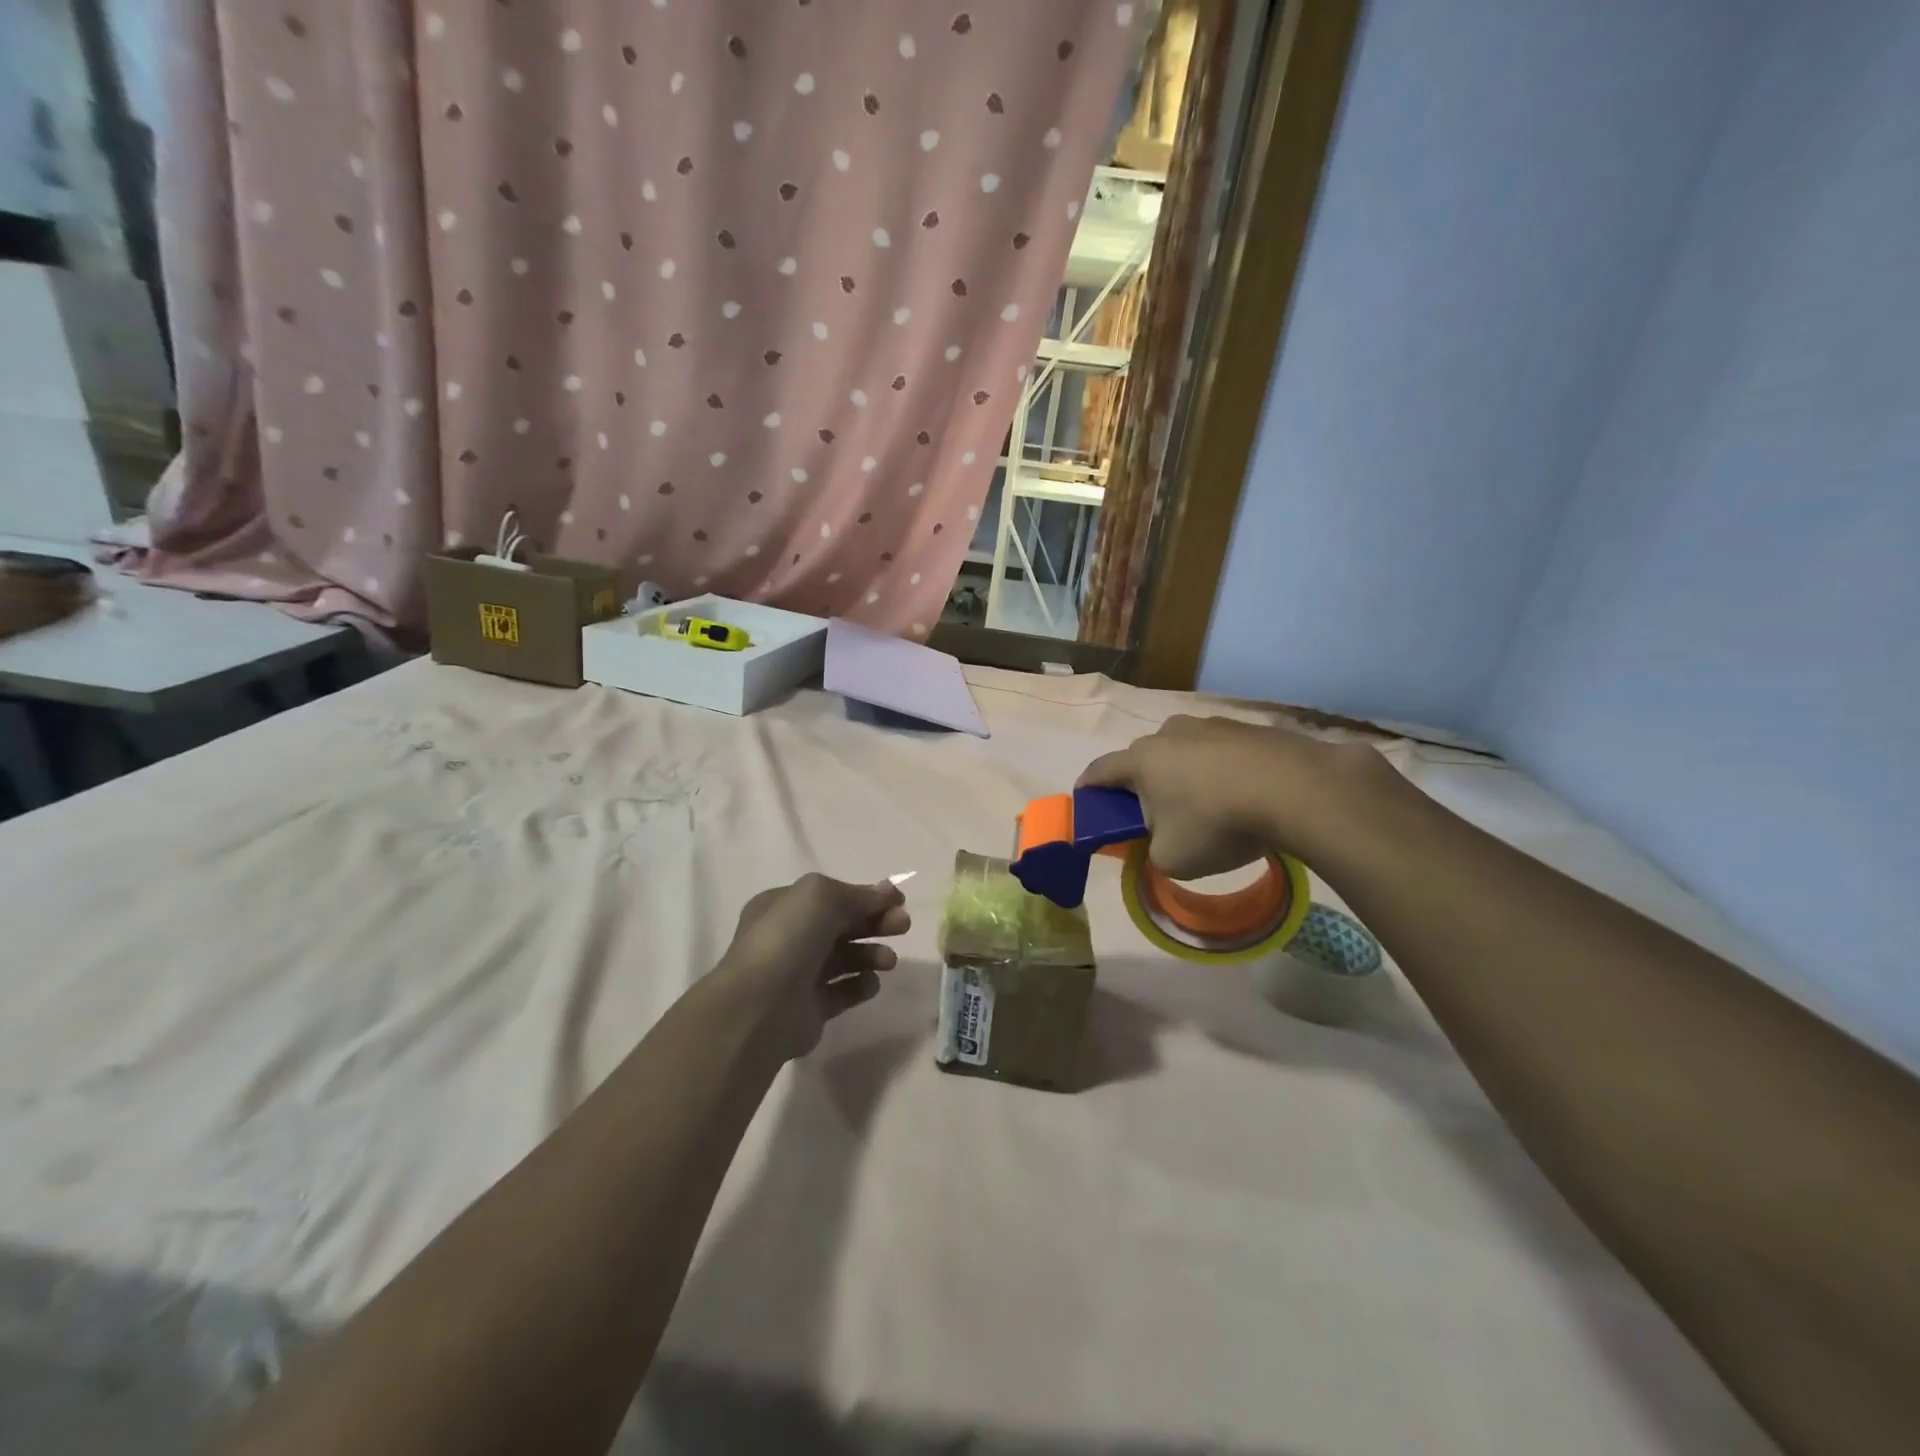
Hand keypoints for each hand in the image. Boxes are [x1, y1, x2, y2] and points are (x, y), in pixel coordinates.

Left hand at [712, 874, 910, 1061]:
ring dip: (872, 954)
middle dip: (875, 923)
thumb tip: (888, 893)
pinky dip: (860, 985)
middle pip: (842, 926)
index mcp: (784, 906)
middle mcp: (789, 938)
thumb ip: (858, 894)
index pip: (831, 897)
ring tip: (888, 961)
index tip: (898, 901)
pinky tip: (870, 983)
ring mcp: (798, 975)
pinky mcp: (810, 1009)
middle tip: (903, 926)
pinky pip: (843, 992)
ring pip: (845, 958)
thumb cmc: (788, 939)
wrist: (760, 1007)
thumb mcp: (822, 896)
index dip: (866, 897)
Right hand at [1078, 715, 1377, 878]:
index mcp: (1141, 760)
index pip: (1100, 770)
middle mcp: (1169, 733)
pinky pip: (1221, 751)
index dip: (1088, 787)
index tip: (1084, 798)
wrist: (1297, 790)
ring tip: (1205, 805)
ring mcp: (1211, 725)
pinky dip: (1221, 770)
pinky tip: (1241, 794)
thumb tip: (1159, 842)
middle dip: (1142, 784)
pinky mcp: (1249, 727)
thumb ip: (1152, 851)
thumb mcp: (1172, 859)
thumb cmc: (1218, 824)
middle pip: (1143, 758)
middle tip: (1154, 814)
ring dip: (1184, 774)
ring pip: (1184, 751)